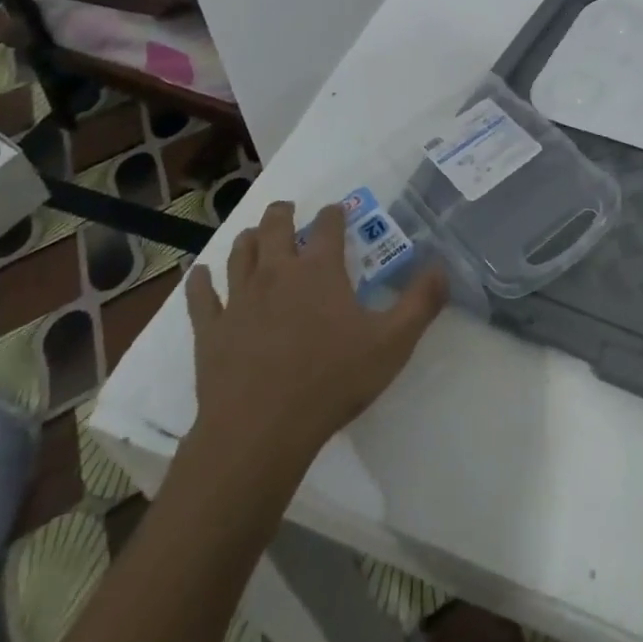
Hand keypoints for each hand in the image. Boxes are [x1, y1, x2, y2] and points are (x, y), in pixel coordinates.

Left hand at [184, 201, 448, 464]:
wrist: (260, 431)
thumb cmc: (331, 382)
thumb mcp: (392, 343)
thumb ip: (421, 302)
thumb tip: (442, 267)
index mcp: (320, 270)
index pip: (329, 225)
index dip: (334, 213)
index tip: (337, 211)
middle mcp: (277, 272)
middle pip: (275, 227)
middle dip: (282, 213)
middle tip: (287, 210)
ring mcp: (239, 298)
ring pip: (239, 253)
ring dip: (248, 239)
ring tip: (253, 236)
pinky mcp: (211, 329)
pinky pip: (200, 296)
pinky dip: (201, 281)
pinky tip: (201, 275)